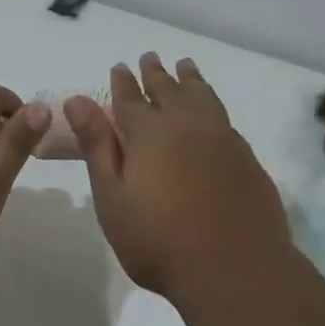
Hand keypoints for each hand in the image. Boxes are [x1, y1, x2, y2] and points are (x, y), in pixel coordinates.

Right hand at [65, 54, 291, 304]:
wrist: (234, 268)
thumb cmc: (159, 240)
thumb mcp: (113, 196)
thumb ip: (98, 146)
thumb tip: (78, 100)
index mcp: (150, 134)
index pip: (130, 100)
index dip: (123, 83)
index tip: (119, 66)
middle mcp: (188, 126)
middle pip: (169, 90)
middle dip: (156, 74)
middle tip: (150, 57)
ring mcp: (223, 140)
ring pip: (203, 97)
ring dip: (190, 80)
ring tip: (185, 66)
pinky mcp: (246, 158)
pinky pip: (224, 117)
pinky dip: (212, 103)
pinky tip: (212, 110)